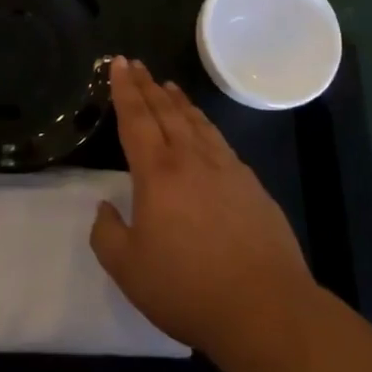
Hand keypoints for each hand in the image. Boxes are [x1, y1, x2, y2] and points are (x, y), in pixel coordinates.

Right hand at [90, 56, 314, 355]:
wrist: (265, 308)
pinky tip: (204, 129)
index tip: (118, 63)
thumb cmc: (188, 288)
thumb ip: (107, 234)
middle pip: (165, 111)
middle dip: (147, 85)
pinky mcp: (251, 185)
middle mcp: (191, 159)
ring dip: (178, 101)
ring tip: (168, 85)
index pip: (136, 119)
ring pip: (196, 122)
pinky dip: (204, 124)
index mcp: (157, 173)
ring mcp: (226, 169)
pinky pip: (220, 141)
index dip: (124, 90)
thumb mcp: (129, 270)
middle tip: (136, 64)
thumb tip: (105, 207)